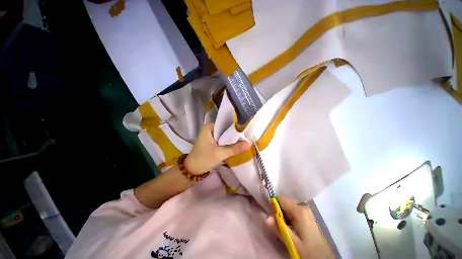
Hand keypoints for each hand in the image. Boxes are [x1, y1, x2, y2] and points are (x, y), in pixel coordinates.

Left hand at [184, 123, 249, 174]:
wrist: (192, 170)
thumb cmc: (204, 159)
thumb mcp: (221, 154)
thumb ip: (235, 148)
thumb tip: (249, 144)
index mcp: (209, 127)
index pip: (225, 123)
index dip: (235, 127)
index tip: (245, 131)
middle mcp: (209, 128)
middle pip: (225, 129)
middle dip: (234, 134)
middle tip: (246, 136)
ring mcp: (210, 135)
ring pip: (224, 134)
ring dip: (231, 138)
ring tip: (243, 139)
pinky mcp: (211, 141)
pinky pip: (221, 139)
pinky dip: (227, 142)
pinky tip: (235, 144)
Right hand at [265, 195, 333, 258]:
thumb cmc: (310, 251)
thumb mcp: (293, 243)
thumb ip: (279, 229)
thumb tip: (266, 218)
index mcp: (299, 211)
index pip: (281, 198)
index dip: (274, 205)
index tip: (272, 217)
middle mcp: (303, 207)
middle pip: (285, 202)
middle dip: (279, 211)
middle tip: (279, 225)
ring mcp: (307, 211)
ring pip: (290, 207)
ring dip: (285, 216)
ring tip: (286, 229)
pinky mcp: (309, 216)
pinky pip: (295, 212)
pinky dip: (290, 218)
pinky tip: (293, 229)